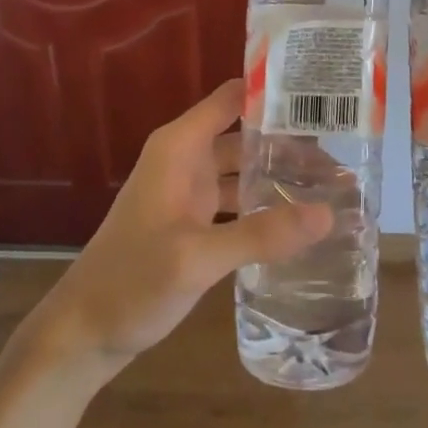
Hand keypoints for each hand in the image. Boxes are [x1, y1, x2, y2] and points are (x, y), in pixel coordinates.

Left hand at [21, 79, 332, 383]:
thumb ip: (261, 234)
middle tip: (346, 154)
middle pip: (247, 135)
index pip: (234, 97)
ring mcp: (189, 192)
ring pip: (245, 169)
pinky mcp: (193, 223)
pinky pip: (238, 201)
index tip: (324, 98)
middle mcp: (186, 159)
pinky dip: (266, 205)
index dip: (275, 92)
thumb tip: (327, 214)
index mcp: (180, 146)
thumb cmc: (131, 282)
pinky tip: (299, 221)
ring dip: (282, 176)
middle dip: (291, 142)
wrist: (82, 335)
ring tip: (333, 187)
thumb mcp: (197, 258)